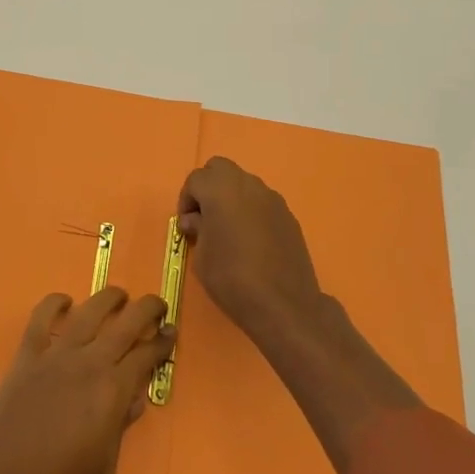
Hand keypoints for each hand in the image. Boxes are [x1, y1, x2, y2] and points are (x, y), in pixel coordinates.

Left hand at [0, 287, 174, 473]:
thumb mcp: (104, 473)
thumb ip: (121, 430)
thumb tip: (133, 399)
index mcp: (113, 390)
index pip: (146, 355)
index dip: (162, 342)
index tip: (171, 332)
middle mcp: (90, 361)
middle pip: (126, 322)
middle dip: (147, 309)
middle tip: (157, 305)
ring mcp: (57, 353)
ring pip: (89, 311)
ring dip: (109, 298)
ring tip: (120, 295)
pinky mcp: (28, 353)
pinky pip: (42, 316)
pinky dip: (55, 303)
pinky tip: (65, 301)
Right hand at [177, 156, 325, 343]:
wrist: (284, 304)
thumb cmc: (232, 279)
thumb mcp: (202, 257)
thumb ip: (197, 229)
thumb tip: (196, 220)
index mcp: (220, 190)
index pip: (195, 179)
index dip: (186, 200)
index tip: (187, 226)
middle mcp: (247, 184)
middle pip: (220, 169)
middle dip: (208, 187)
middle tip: (205, 218)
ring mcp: (271, 198)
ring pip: (243, 183)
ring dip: (231, 197)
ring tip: (229, 230)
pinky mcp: (288, 214)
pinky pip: (262, 201)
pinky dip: (251, 210)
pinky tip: (252, 240)